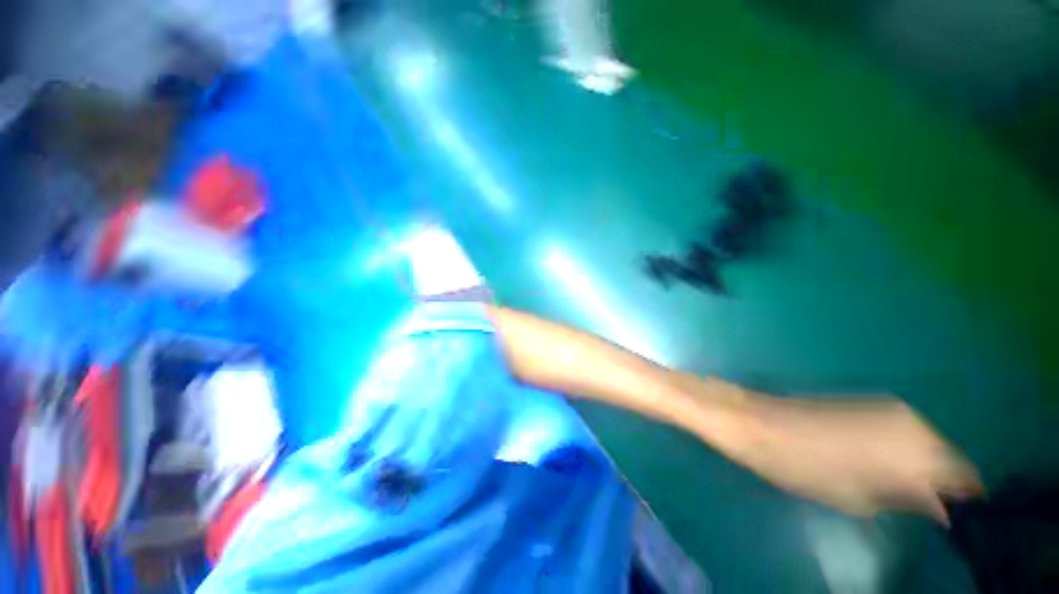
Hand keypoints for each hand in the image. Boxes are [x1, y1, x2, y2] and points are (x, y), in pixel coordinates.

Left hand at [725, 394, 983, 522]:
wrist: (757, 424)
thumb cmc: (803, 468)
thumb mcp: (859, 499)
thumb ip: (907, 500)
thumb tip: (941, 507)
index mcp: (915, 451)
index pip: (963, 478)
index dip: (959, 500)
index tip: (949, 517)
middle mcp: (912, 423)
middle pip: (947, 457)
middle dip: (939, 482)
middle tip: (919, 505)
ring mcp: (889, 408)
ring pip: (926, 443)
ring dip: (921, 464)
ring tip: (897, 486)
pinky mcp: (867, 402)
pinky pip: (903, 431)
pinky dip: (903, 449)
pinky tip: (882, 464)